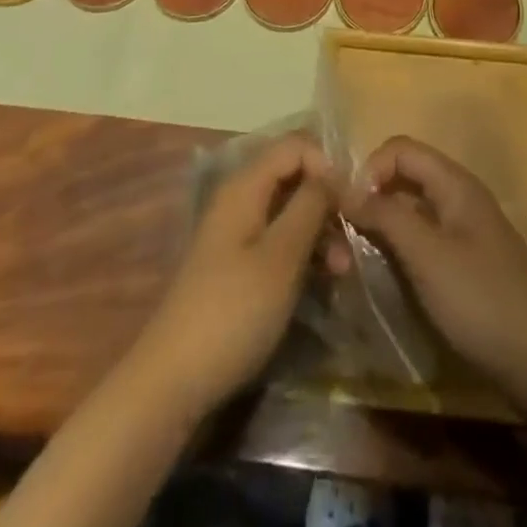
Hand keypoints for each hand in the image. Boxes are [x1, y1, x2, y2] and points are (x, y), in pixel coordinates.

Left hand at [131, 133, 333, 417]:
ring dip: (320, 232)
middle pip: (293, 176)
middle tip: (353, 239)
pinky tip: (323, 281)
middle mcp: (240, 198)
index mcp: (245, 185)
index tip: (350, 201)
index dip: (326, 164)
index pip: (295, 145)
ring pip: (289, 210)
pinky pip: (279, 239)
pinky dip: (303, 252)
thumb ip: (310, 204)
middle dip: (327, 202)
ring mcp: (237, 232)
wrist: (173, 381)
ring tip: (342, 271)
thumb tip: (334, 171)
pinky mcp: (238, 264)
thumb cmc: (233, 311)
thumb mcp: (282, 256)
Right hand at [347, 136, 526, 395]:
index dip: (370, 169)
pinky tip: (389, 274)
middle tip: (346, 234)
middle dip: (373, 195)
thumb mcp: (427, 256)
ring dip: (384, 223)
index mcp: (454, 183)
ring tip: (359, 256)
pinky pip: (424, 237)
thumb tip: (344, 188)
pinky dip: (402, 246)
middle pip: (406, 175)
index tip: (348, 209)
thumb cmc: (482, 300)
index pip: (400, 149)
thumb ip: (385, 216)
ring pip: (413, 208)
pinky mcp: (466, 261)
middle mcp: (459, 196)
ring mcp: (465, 229)